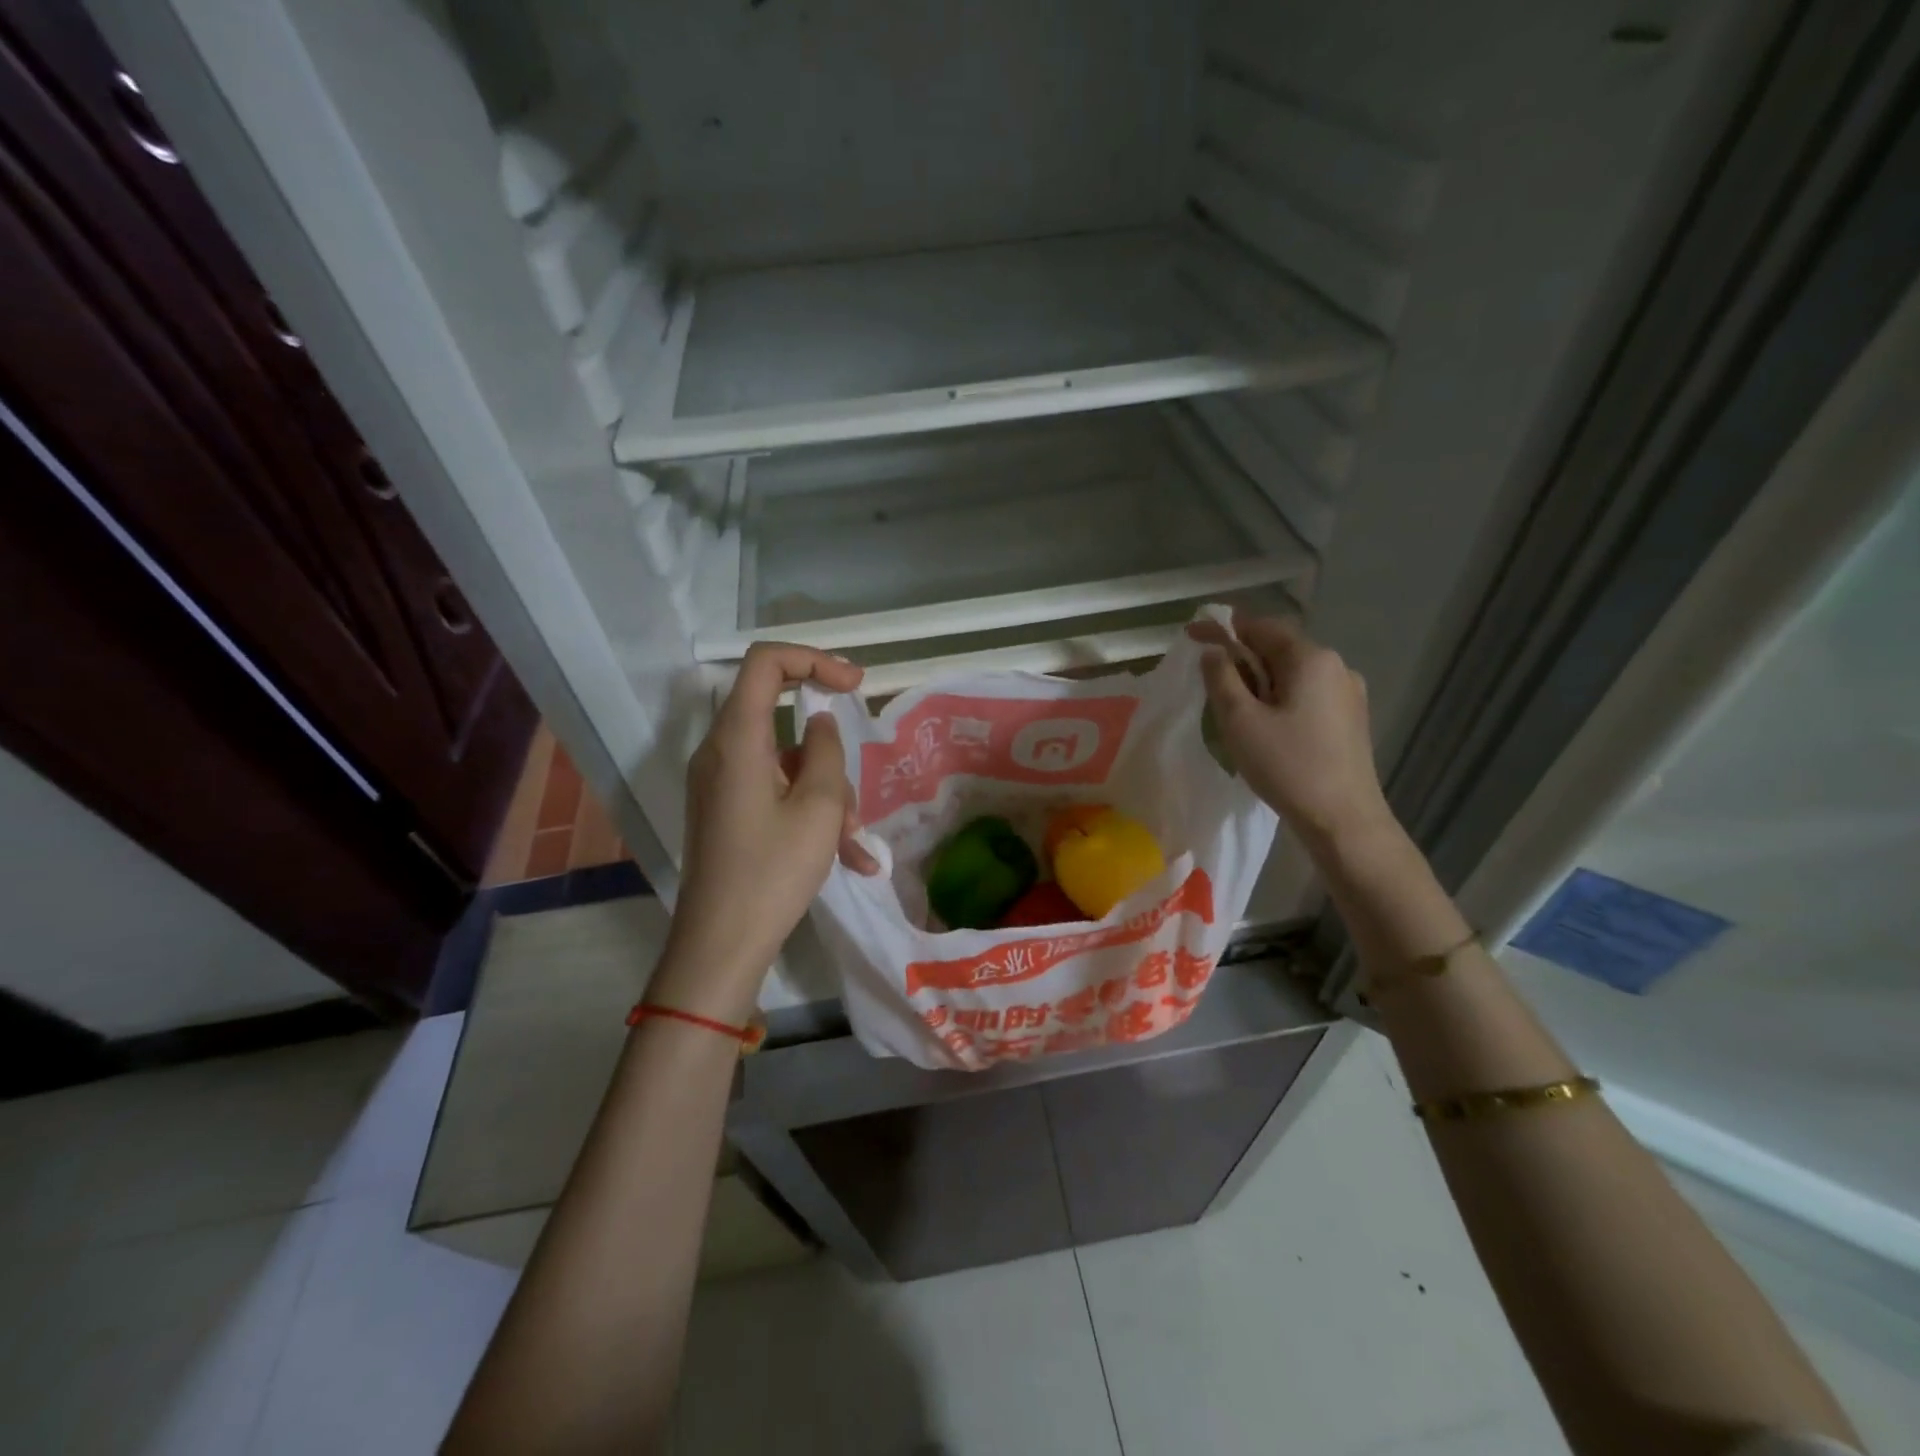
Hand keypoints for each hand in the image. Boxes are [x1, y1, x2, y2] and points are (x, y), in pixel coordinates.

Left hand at [650, 643, 877, 1023]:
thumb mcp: (819, 807)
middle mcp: (721, 752)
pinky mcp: (726, 811)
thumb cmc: (772, 872)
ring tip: (855, 844)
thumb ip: (827, 751)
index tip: (855, 684)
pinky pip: (775, 793)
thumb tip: (821, 723)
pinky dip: (810, 814)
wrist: (720, 945)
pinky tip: (849, 859)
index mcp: (737, 739)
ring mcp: (721, 783)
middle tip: (858, 778)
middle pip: (780, 716)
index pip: (765, 662)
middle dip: (829, 751)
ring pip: (787, 763)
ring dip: (827, 794)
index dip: (813, 659)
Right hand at [1189, 612, 1395, 848]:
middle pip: (1279, 648)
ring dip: (1261, 680)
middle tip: (1211, 681)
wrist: (1343, 819)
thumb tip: (1213, 651)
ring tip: (1236, 708)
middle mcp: (1336, 666)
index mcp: (1311, 658)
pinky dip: (1280, 697)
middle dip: (1242, 657)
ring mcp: (1349, 693)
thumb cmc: (1286, 766)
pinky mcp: (1351, 718)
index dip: (1223, 629)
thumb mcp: (1240, 720)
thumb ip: (1221, 678)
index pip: (1261, 626)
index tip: (1192, 635)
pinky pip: (1308, 693)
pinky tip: (1268, 725)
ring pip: (1293, 673)